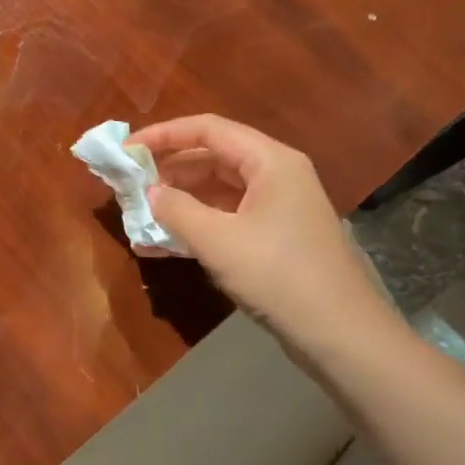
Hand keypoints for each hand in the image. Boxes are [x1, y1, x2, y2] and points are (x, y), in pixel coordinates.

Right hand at [129, 115, 384, 346]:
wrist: (338, 334)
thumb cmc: (277, 274)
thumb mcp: (217, 240)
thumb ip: (176, 210)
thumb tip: (150, 194)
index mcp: (270, 162)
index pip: (208, 130)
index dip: (164, 134)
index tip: (126, 149)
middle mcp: (274, 176)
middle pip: (211, 158)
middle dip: (166, 170)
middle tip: (128, 185)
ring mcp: (274, 209)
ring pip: (214, 192)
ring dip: (175, 203)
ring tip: (136, 217)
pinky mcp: (271, 239)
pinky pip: (223, 220)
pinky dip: (192, 228)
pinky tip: (157, 247)